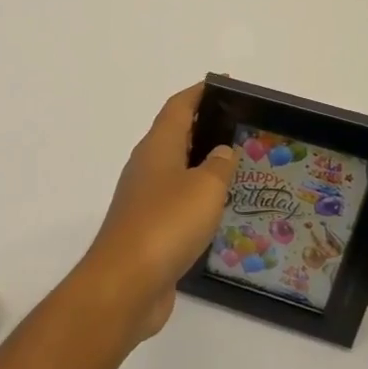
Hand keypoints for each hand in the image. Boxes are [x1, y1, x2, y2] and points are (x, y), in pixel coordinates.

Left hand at [78, 84, 239, 340]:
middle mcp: (147, 168)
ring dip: (201, 166)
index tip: (224, 85)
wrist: (126, 283)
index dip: (199, 93)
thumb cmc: (167, 224)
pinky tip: (217, 211)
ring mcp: (144, 200)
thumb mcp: (205, 188)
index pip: (178, 107)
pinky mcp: (147, 231)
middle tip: (241, 128)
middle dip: (204, 128)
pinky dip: (196, 199)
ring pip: (176, 171)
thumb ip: (219, 166)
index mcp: (157, 147)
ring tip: (237, 168)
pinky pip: (176, 203)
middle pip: (175, 136)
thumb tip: (221, 151)